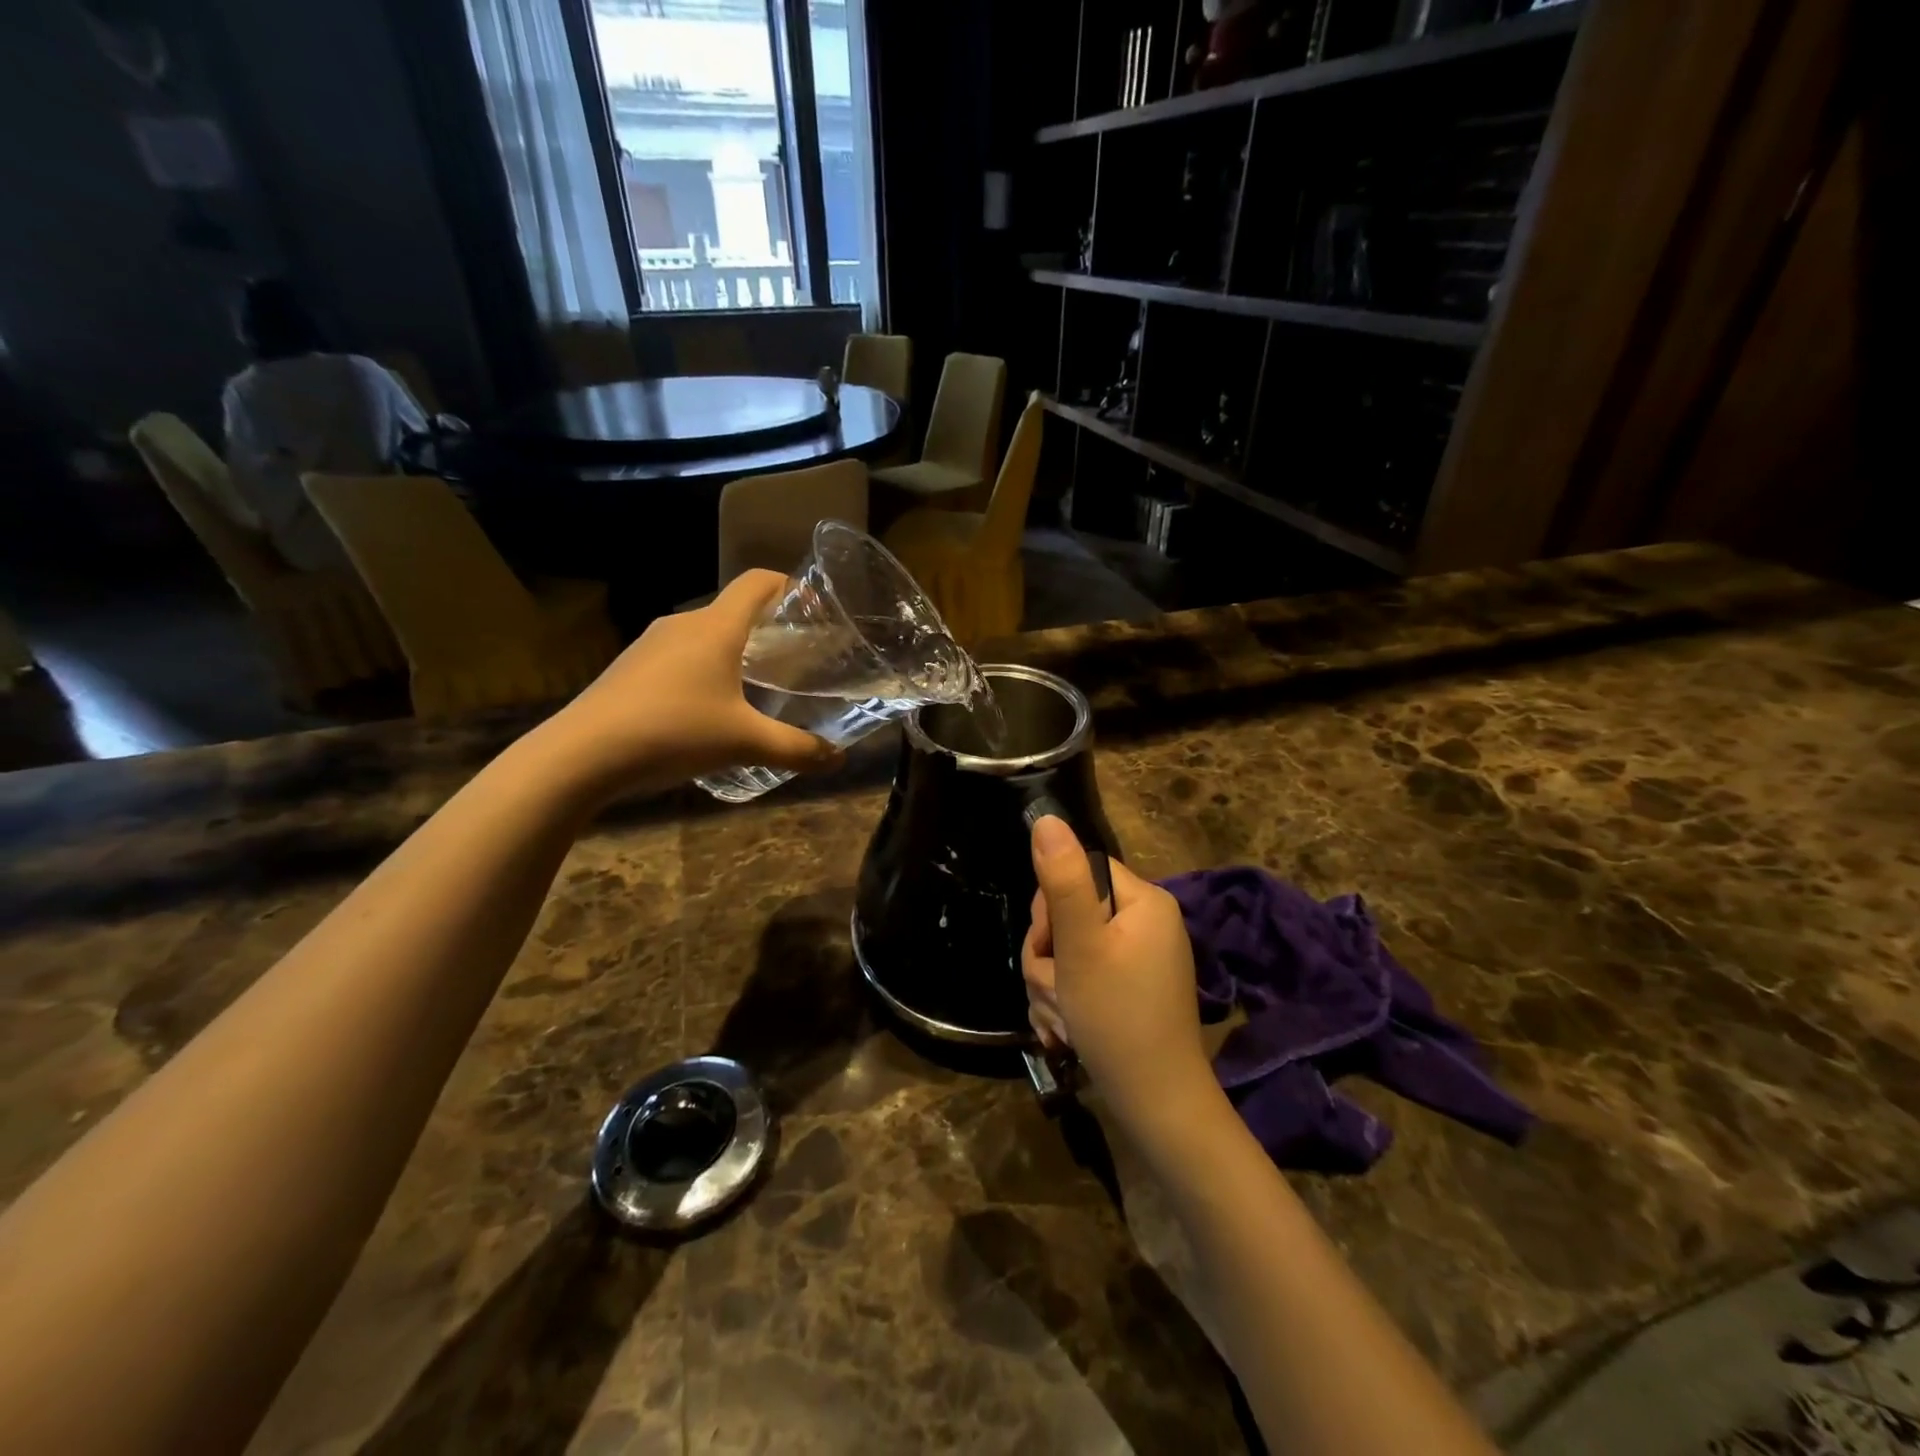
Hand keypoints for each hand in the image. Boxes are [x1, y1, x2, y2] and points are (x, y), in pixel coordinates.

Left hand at [541, 570, 842, 798]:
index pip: (756, 583)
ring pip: (703, 637)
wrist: (580, 755)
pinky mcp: (628, 669)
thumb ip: (797, 750)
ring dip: (731, 654)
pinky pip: (677, 658)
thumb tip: (839, 760)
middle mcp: (682, 625)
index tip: (811, 606)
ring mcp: (649, 645)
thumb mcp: (745, 743)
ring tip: (754, 689)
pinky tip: (706, 711)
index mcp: (715, 627)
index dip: (787, 585)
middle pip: (731, 611)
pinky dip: (702, 672)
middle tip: (792, 661)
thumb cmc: (674, 732)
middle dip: (765, 630)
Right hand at [1022, 817, 1216, 1136]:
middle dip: (1048, 955)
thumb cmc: (1117, 1019)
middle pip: (1069, 913)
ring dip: (1050, 984)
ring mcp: (1137, 958)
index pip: (1079, 871)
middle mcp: (1145, 922)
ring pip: (1067, 950)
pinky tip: (1066, 1031)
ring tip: (1063, 1019)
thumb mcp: (1081, 947)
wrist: (1155, 1106)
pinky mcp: (1127, 989)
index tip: (1049, 944)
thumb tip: (1047, 819)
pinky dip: (1065, 1001)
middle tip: (1055, 990)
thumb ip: (1062, 881)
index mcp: (1144, 901)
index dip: (1051, 905)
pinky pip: (1081, 977)